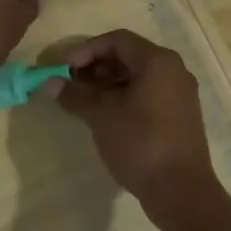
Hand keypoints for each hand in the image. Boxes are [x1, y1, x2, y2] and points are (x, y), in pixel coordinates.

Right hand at [52, 30, 216, 202]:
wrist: (181, 190)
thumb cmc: (140, 143)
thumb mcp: (101, 115)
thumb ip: (75, 95)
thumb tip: (49, 83)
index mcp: (158, 61)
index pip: (117, 40)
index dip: (87, 50)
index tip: (64, 68)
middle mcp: (174, 70)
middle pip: (129, 56)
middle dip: (97, 67)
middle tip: (72, 84)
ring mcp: (180, 94)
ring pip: (139, 76)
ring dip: (109, 83)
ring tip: (85, 102)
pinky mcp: (180, 116)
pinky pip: (149, 94)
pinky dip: (125, 97)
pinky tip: (106, 116)